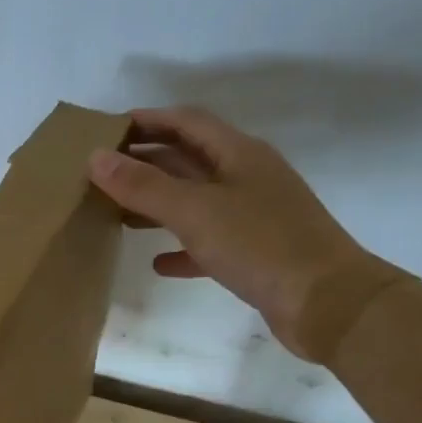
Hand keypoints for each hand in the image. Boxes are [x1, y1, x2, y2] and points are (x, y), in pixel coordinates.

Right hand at [88, 106, 407, 362]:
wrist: (326, 302)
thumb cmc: (261, 245)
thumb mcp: (196, 211)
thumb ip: (144, 186)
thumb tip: (96, 157)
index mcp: (239, 154)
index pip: (187, 122)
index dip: (147, 121)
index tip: (106, 131)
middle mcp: (246, 178)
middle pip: (188, 160)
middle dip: (146, 163)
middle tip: (101, 174)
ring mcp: (253, 216)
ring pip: (195, 201)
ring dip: (157, 205)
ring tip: (116, 214)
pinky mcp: (254, 254)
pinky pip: (208, 244)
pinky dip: (181, 248)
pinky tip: (158, 263)